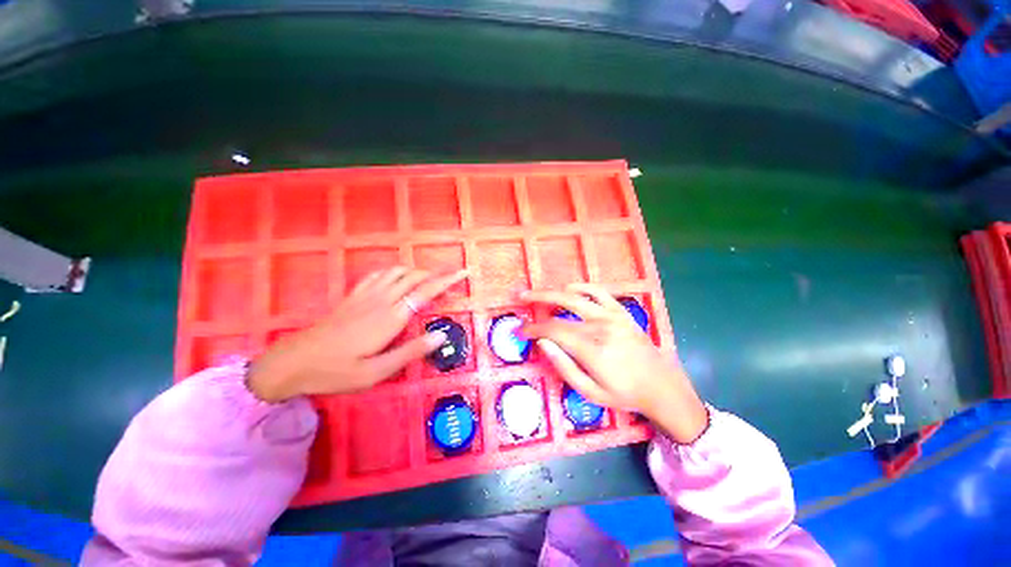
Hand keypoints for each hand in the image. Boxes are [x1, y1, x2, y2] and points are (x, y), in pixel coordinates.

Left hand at [248, 267, 468, 401]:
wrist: (293, 362)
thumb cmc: (336, 371)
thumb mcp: (376, 371)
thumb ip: (411, 352)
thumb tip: (440, 335)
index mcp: (390, 318)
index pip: (426, 292)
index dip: (446, 281)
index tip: (463, 272)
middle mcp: (381, 300)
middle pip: (414, 277)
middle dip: (437, 273)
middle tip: (452, 275)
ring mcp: (365, 295)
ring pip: (397, 272)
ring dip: (417, 271)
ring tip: (429, 277)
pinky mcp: (353, 296)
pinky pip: (378, 275)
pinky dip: (394, 271)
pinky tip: (397, 276)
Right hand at [521, 284, 708, 443]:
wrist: (661, 386)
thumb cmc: (624, 394)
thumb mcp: (590, 392)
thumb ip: (564, 366)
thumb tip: (543, 343)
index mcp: (592, 349)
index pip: (553, 331)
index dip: (533, 328)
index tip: (520, 331)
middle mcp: (600, 326)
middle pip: (561, 308)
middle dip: (537, 301)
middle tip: (520, 297)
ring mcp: (612, 316)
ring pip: (576, 296)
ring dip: (553, 292)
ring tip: (538, 292)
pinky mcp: (621, 311)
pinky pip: (599, 291)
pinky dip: (581, 287)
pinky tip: (569, 289)